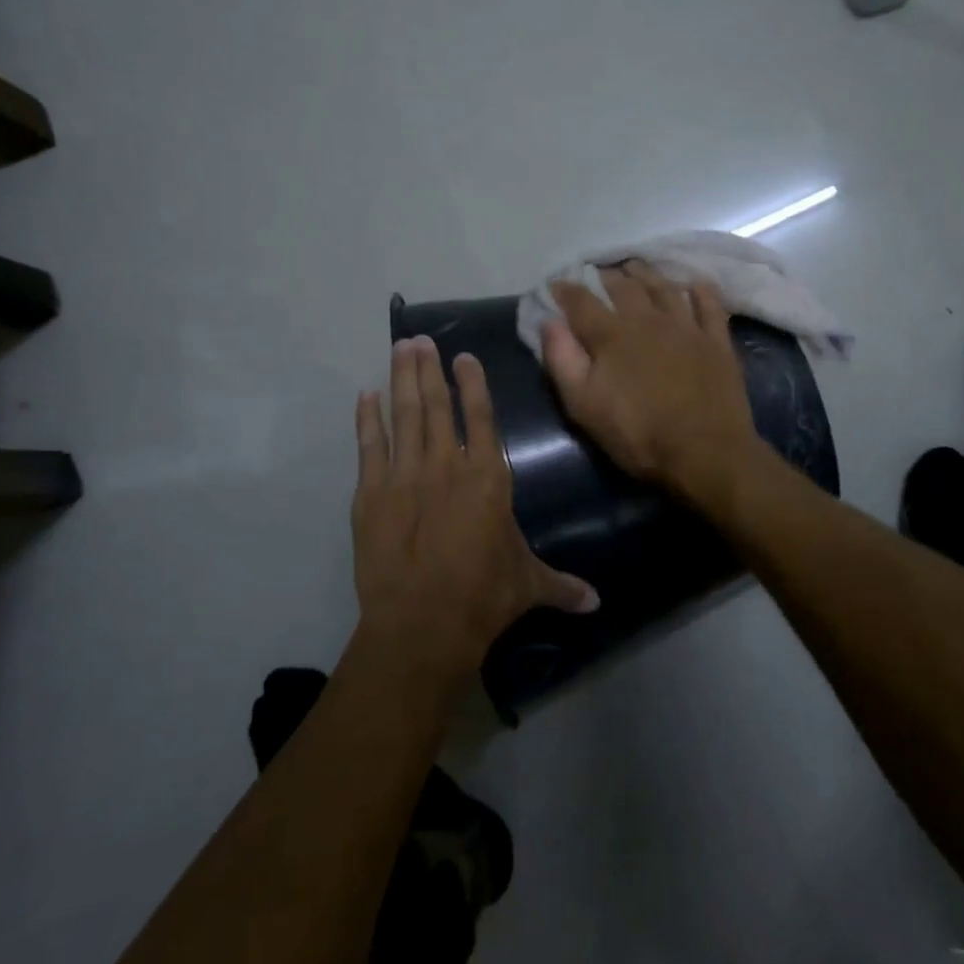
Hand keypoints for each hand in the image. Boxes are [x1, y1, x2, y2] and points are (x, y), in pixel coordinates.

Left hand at [352, 337, 599, 685]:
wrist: (422, 624)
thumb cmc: (483, 598)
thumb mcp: (528, 586)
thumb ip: (561, 586)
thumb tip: (597, 603)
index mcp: (487, 478)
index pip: (481, 417)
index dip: (473, 383)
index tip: (463, 356)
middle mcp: (446, 465)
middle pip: (437, 405)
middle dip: (430, 369)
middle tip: (420, 340)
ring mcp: (405, 476)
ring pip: (404, 415)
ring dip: (402, 380)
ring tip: (400, 349)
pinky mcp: (371, 494)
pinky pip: (369, 446)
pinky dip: (367, 419)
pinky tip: (366, 396)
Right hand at [542, 263, 762, 502]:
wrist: (705, 452)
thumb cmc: (638, 434)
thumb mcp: (584, 406)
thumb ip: (563, 361)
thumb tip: (549, 322)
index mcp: (612, 336)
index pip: (582, 302)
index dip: (566, 290)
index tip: (556, 284)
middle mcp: (648, 320)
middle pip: (625, 287)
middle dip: (608, 276)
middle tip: (599, 273)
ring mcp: (687, 327)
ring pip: (665, 288)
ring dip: (648, 275)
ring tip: (637, 268)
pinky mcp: (716, 341)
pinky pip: (709, 305)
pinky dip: (700, 290)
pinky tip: (695, 284)